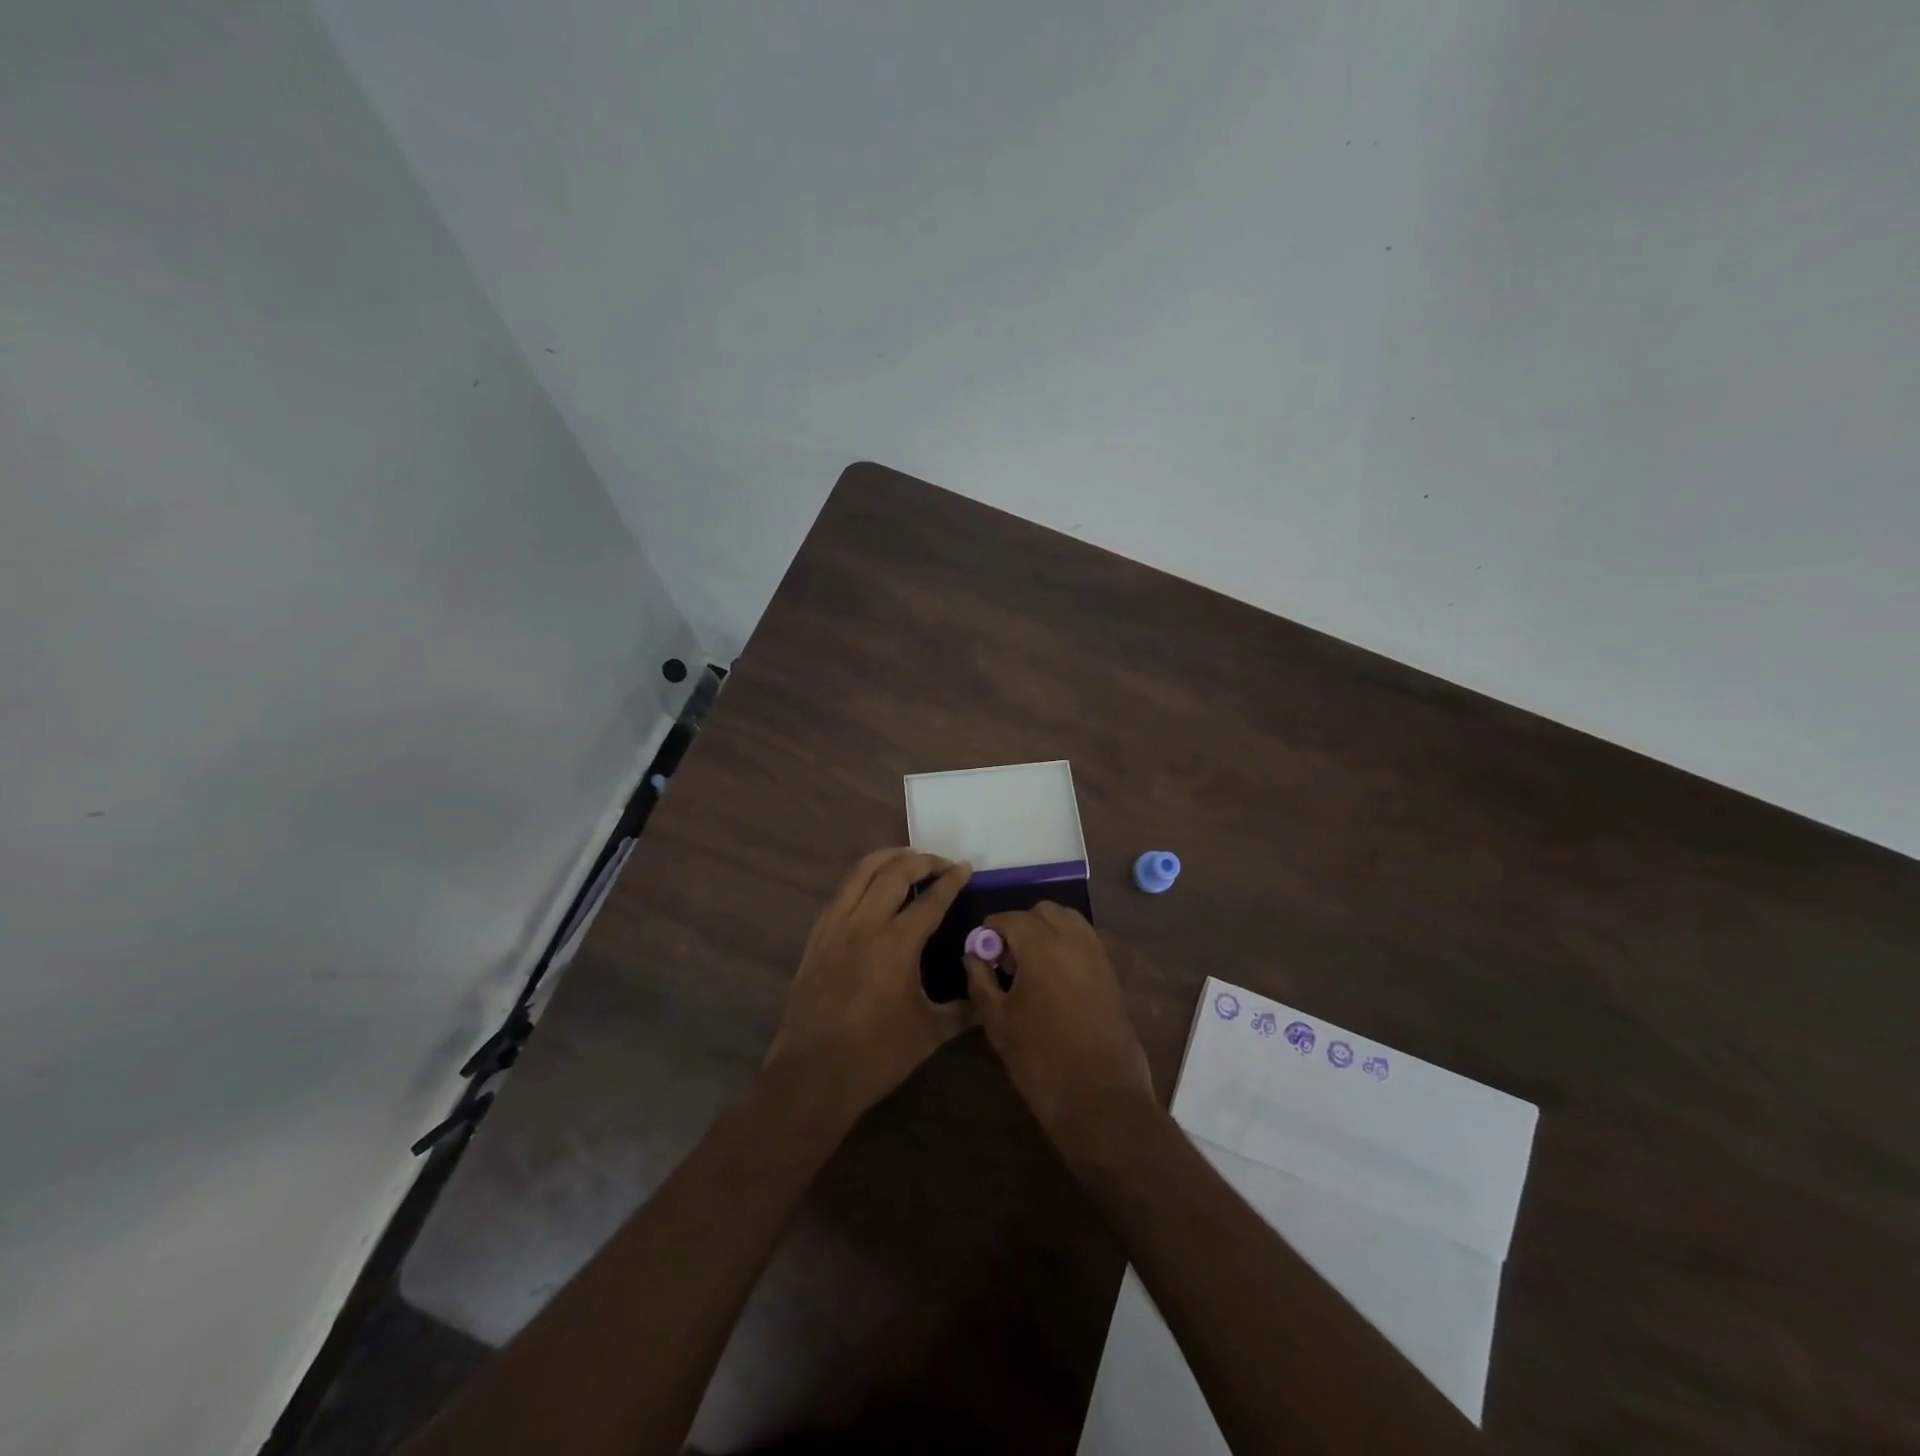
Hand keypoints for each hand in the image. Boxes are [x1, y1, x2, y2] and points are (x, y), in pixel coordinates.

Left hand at [764, 848, 972, 1125]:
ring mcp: (836, 927)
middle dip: (923, 860)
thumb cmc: (877, 1056)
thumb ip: (964, 1010)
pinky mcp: (816, 937)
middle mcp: (865, 924)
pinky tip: (872, 887)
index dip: (952, 880)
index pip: (931, 898)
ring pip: (861, 872)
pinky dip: (861, 878)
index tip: (966, 868)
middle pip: (895, 871)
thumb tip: (988, 997)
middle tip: (941, 864)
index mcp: (897, 944)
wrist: (813, 1076)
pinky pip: (841, 892)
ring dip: (888, 858)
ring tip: (908, 858)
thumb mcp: (930, 1033)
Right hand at [964, 902, 1156, 1156]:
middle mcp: (1073, 939)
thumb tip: (973, 954)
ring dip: (1047, 930)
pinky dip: (1068, 944)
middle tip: (1007, 959)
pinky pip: (1086, 941)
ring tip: (1032, 966)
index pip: (1010, 918)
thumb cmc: (1040, 1060)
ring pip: (1069, 920)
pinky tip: (1055, 978)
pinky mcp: (1112, 973)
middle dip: (1021, 925)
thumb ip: (980, 980)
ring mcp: (1098, 954)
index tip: (981, 952)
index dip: (990, 931)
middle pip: (1043, 911)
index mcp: (1041, 945)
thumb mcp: (997, 1021)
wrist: (1101, 1098)